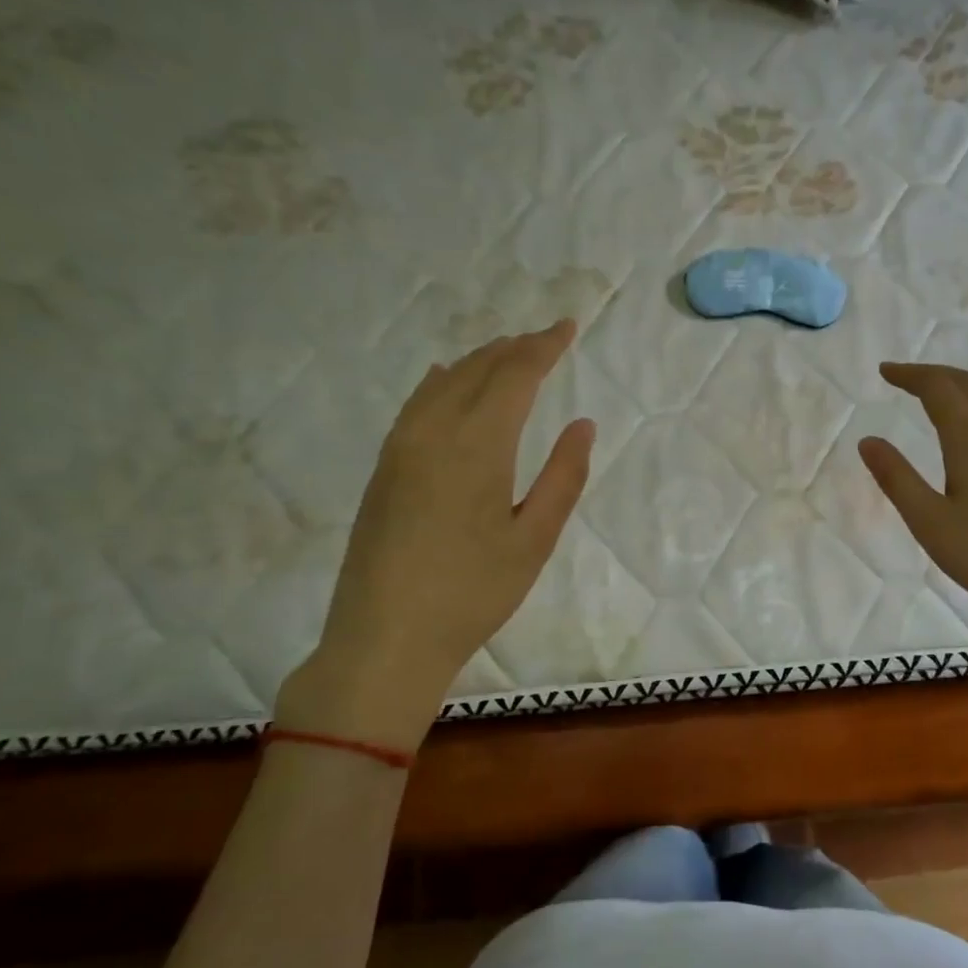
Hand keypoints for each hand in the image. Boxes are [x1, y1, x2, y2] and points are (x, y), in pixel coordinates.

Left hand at [280, 321, 594, 750]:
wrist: (384, 639)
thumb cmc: (472, 593)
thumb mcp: (534, 540)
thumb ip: (563, 477)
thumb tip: (583, 425)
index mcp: (477, 445)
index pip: (514, 375)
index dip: (543, 347)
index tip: (568, 327)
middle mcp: (434, 431)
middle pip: (478, 369)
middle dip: (515, 347)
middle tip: (546, 337)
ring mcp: (401, 447)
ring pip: (444, 381)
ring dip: (480, 360)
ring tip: (508, 352)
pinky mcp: (384, 467)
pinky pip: (418, 402)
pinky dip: (444, 380)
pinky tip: (448, 379)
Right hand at [858, 363, 967, 719]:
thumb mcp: (928, 520)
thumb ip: (896, 478)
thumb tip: (867, 440)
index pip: (938, 389)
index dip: (910, 375)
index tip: (883, 372)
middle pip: (966, 384)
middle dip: (932, 374)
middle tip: (901, 377)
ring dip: (959, 383)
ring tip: (935, 390)